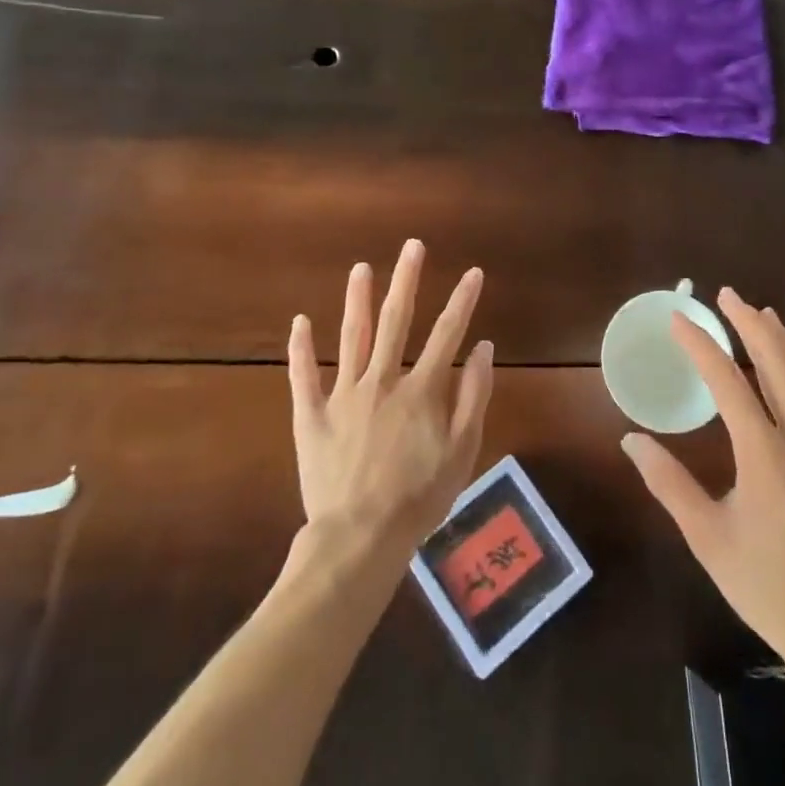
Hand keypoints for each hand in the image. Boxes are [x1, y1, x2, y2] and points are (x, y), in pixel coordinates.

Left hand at [287, 240, 494, 556]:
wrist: (359, 538)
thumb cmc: (419, 498)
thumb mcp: (462, 452)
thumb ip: (474, 396)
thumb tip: (484, 347)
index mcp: (421, 390)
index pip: (447, 334)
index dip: (462, 301)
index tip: (473, 272)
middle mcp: (382, 380)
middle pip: (395, 321)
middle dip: (406, 280)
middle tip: (412, 247)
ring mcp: (343, 395)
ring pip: (351, 336)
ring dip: (358, 299)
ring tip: (362, 268)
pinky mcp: (312, 416)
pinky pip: (303, 375)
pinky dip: (301, 347)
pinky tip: (300, 321)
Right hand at [621, 289, 784, 677]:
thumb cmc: (769, 589)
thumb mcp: (708, 540)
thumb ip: (669, 484)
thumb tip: (631, 440)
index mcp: (766, 456)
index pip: (728, 382)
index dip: (701, 345)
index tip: (679, 319)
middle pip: (777, 364)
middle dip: (750, 324)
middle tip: (728, 295)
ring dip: (784, 341)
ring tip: (764, 315)